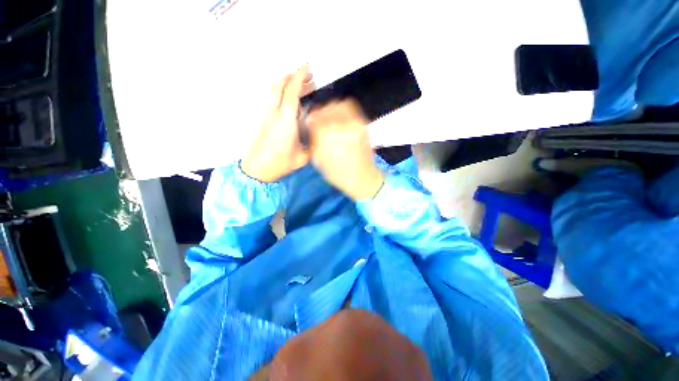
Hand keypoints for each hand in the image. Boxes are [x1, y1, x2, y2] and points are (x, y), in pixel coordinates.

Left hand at [241, 66, 313, 182]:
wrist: (257, 170)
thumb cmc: (280, 164)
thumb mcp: (303, 157)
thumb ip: (312, 144)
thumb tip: (318, 135)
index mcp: (286, 120)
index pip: (292, 91)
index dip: (300, 77)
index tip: (308, 68)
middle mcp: (275, 113)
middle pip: (280, 85)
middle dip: (293, 76)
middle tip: (308, 76)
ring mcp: (267, 115)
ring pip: (274, 90)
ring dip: (286, 83)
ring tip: (300, 85)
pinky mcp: (264, 119)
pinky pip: (272, 99)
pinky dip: (281, 93)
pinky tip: (290, 99)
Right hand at [307, 99, 384, 199]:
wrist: (362, 178)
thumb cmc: (338, 174)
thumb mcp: (318, 160)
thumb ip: (312, 140)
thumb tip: (309, 125)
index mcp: (326, 136)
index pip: (313, 118)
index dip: (309, 121)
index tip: (309, 125)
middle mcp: (340, 125)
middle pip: (325, 109)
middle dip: (319, 114)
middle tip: (318, 122)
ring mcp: (354, 123)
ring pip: (338, 105)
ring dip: (330, 110)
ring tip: (329, 119)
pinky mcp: (363, 124)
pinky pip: (350, 108)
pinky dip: (342, 109)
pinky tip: (339, 118)